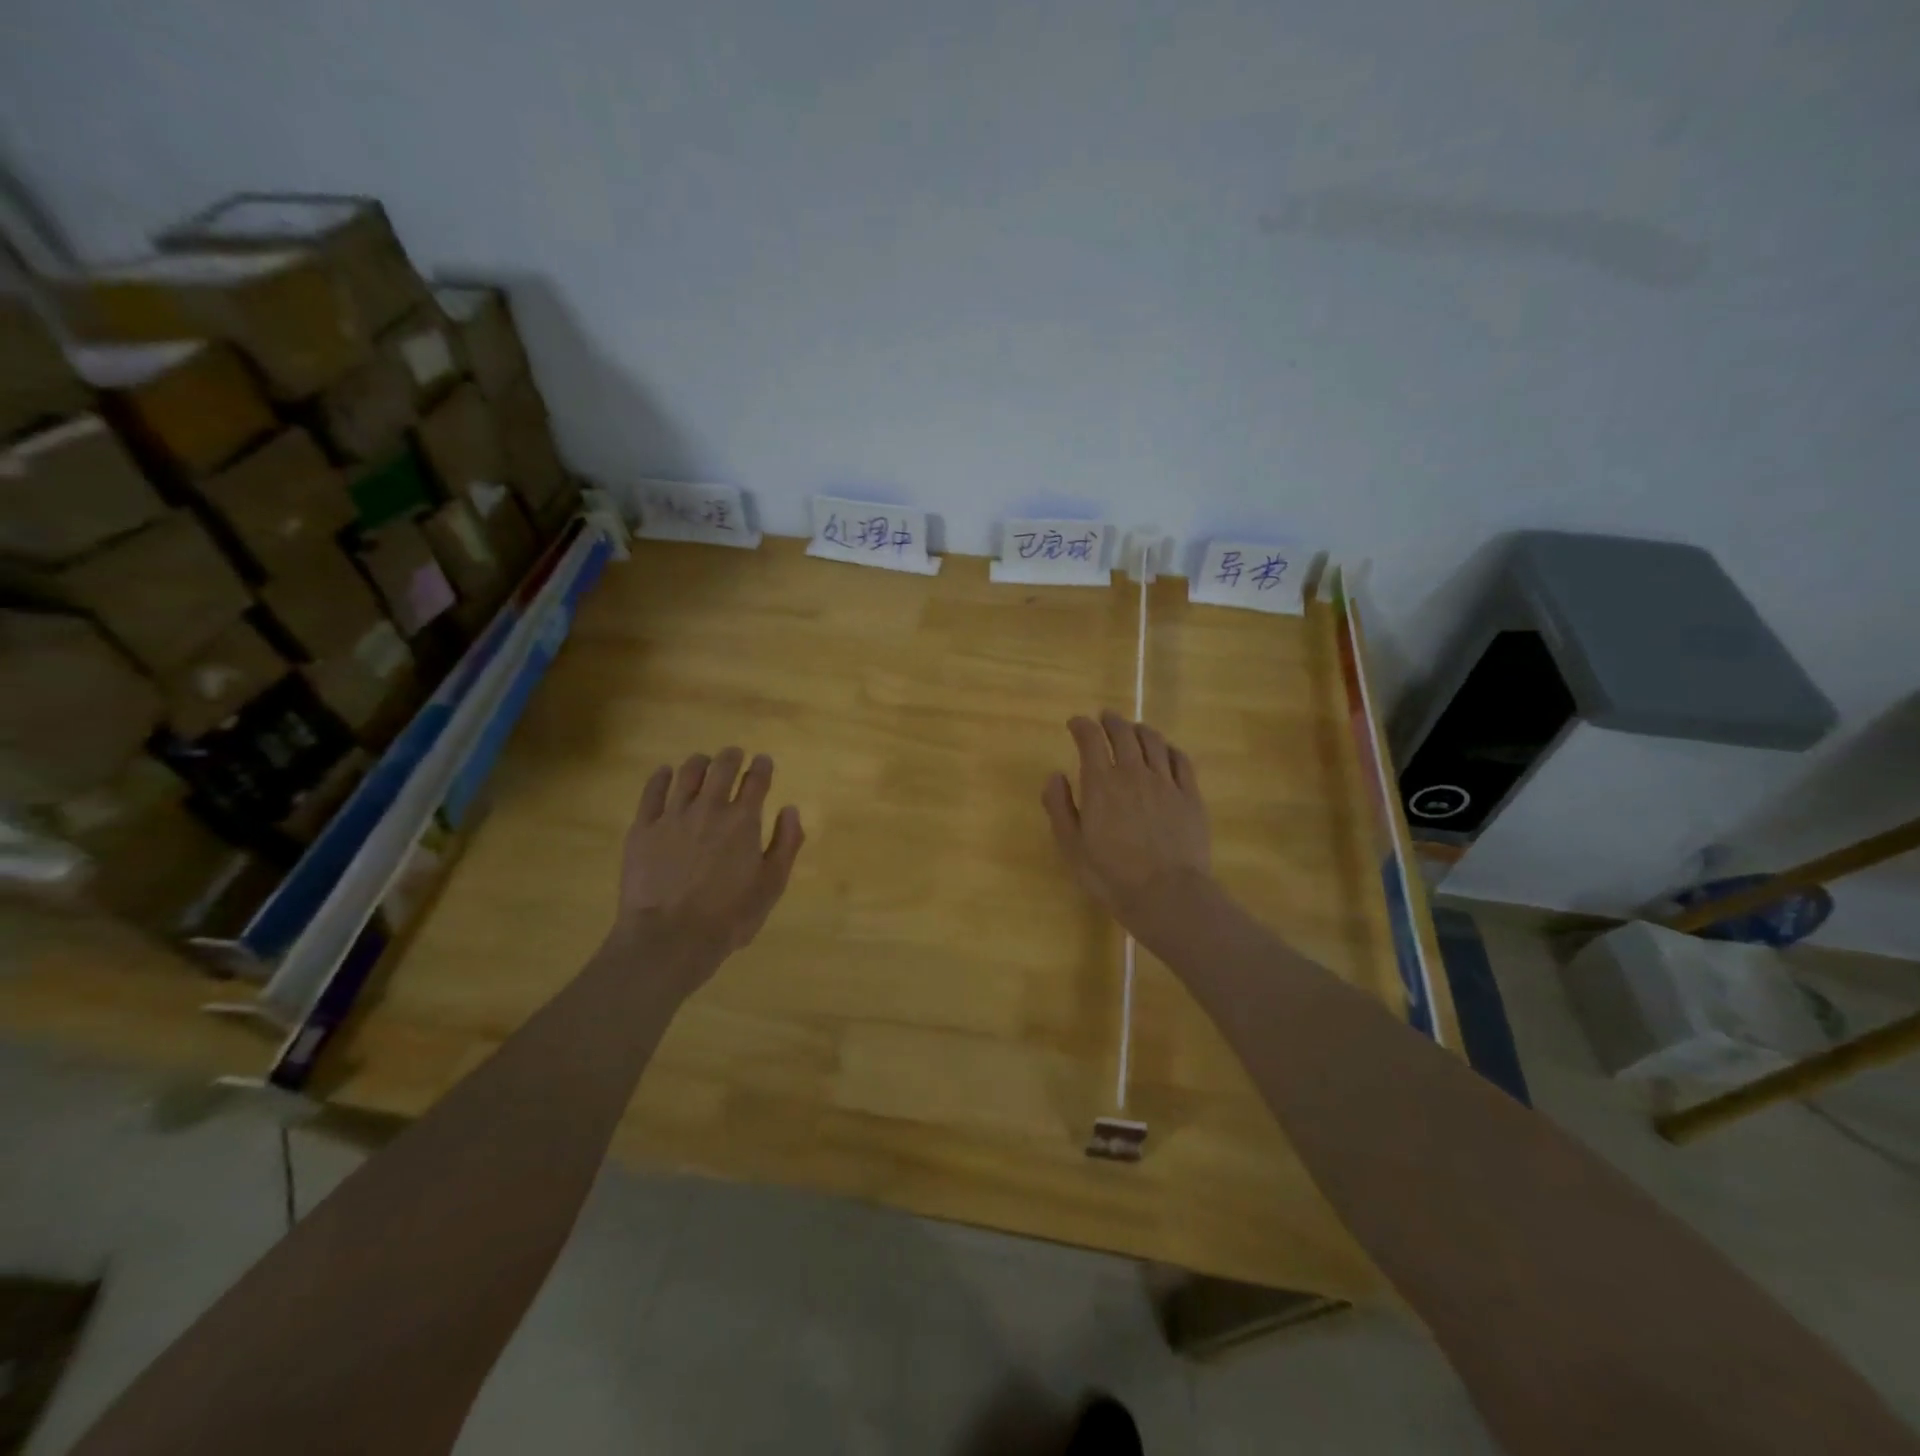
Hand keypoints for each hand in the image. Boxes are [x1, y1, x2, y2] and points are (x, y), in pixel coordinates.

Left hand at [612, 748, 804, 979]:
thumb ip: (786, 844)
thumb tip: (790, 809)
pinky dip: (660, 777)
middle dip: (731, 757)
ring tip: (703, 761)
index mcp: (743, 821)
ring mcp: (672, 816)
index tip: (763, 761)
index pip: (756, 781)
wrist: (669, 938)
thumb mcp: (771, 885)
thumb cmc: (729, 917)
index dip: (762, 767)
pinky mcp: (643, 829)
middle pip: (721, 768)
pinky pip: (651, 792)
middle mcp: (709, 808)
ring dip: (699, 762)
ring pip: (686, 774)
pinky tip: (664, 773)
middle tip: (734, 754)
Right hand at [1042, 711, 1212, 935]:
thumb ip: (1059, 807)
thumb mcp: (1071, 846)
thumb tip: (1055, 775)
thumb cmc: (1111, 875)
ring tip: (1134, 729)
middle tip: (1105, 718)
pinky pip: (1181, 761)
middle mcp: (1134, 773)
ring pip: (1154, 742)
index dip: (1082, 726)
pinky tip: (1166, 751)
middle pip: (1124, 734)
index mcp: (1101, 783)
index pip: (1090, 740)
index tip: (1075, 723)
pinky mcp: (1190, 796)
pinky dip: (1169, 749)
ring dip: (1140, 730)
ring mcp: (1166, 783)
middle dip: (1111, 722)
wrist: (1167, 894)